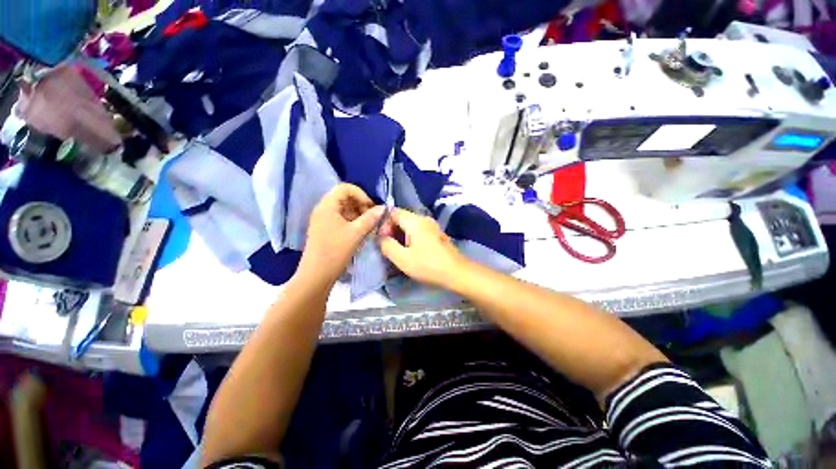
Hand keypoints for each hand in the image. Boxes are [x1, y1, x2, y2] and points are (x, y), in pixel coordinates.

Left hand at [299, 184, 384, 284]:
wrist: (316, 275)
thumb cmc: (335, 251)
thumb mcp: (356, 233)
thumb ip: (370, 218)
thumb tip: (383, 208)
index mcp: (327, 206)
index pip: (345, 188)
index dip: (361, 194)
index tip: (371, 207)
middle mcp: (324, 209)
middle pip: (345, 198)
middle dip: (361, 205)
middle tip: (372, 218)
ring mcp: (324, 220)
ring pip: (345, 210)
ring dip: (359, 215)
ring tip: (369, 227)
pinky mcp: (326, 230)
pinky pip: (342, 220)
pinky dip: (353, 223)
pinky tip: (361, 233)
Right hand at [379, 208, 468, 287]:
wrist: (456, 273)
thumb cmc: (428, 265)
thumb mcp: (402, 258)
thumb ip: (387, 245)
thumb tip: (381, 238)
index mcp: (415, 221)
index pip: (393, 212)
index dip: (384, 224)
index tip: (383, 240)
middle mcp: (424, 219)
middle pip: (403, 218)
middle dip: (392, 230)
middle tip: (389, 247)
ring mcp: (433, 226)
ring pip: (411, 225)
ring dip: (402, 236)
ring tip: (399, 251)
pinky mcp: (437, 234)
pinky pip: (420, 231)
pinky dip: (412, 238)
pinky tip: (412, 252)